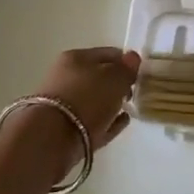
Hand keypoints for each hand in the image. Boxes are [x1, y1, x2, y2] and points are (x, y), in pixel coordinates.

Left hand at [3, 47, 141, 169]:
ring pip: (95, 100)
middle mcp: (66, 77)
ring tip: (129, 108)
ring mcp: (64, 104)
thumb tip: (133, 57)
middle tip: (135, 92)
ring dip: (112, 103)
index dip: (127, 62)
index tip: (141, 74)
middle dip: (118, 83)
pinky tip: (121, 122)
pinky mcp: (65, 130)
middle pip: (99, 77)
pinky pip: (94, 121)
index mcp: (76, 58)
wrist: (51, 139)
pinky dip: (108, 121)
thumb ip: (127, 69)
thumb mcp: (114, 79)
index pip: (108, 53)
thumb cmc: (86, 99)